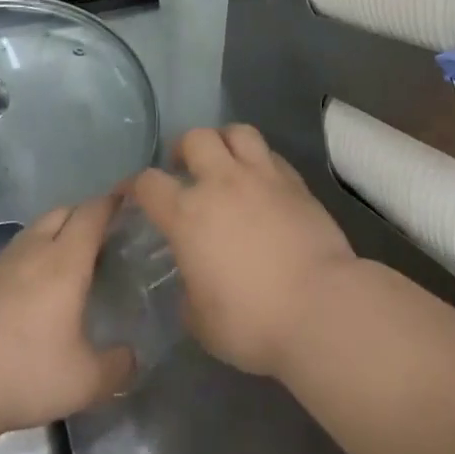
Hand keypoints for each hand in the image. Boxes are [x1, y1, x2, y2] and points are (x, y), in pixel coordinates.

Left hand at [0, 196, 134, 435]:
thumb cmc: (24, 374)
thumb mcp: (85, 382)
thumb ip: (117, 367)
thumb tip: (132, 357)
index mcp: (65, 261)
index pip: (93, 213)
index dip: (113, 202)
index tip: (131, 200)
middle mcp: (34, 250)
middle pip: (64, 211)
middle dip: (86, 215)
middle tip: (107, 237)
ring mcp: (2, 264)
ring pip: (36, 230)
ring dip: (58, 233)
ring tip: (73, 262)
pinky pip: (17, 253)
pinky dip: (34, 256)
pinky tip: (37, 289)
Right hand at [132, 125, 357, 377]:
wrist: (321, 307)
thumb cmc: (252, 321)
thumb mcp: (202, 321)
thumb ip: (189, 292)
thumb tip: (194, 283)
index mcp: (188, 214)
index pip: (148, 183)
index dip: (135, 186)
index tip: (134, 195)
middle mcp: (222, 183)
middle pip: (195, 138)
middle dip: (184, 149)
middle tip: (186, 169)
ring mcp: (262, 177)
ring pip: (237, 132)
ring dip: (225, 141)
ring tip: (225, 161)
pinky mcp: (296, 182)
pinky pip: (271, 155)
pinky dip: (260, 160)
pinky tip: (262, 181)